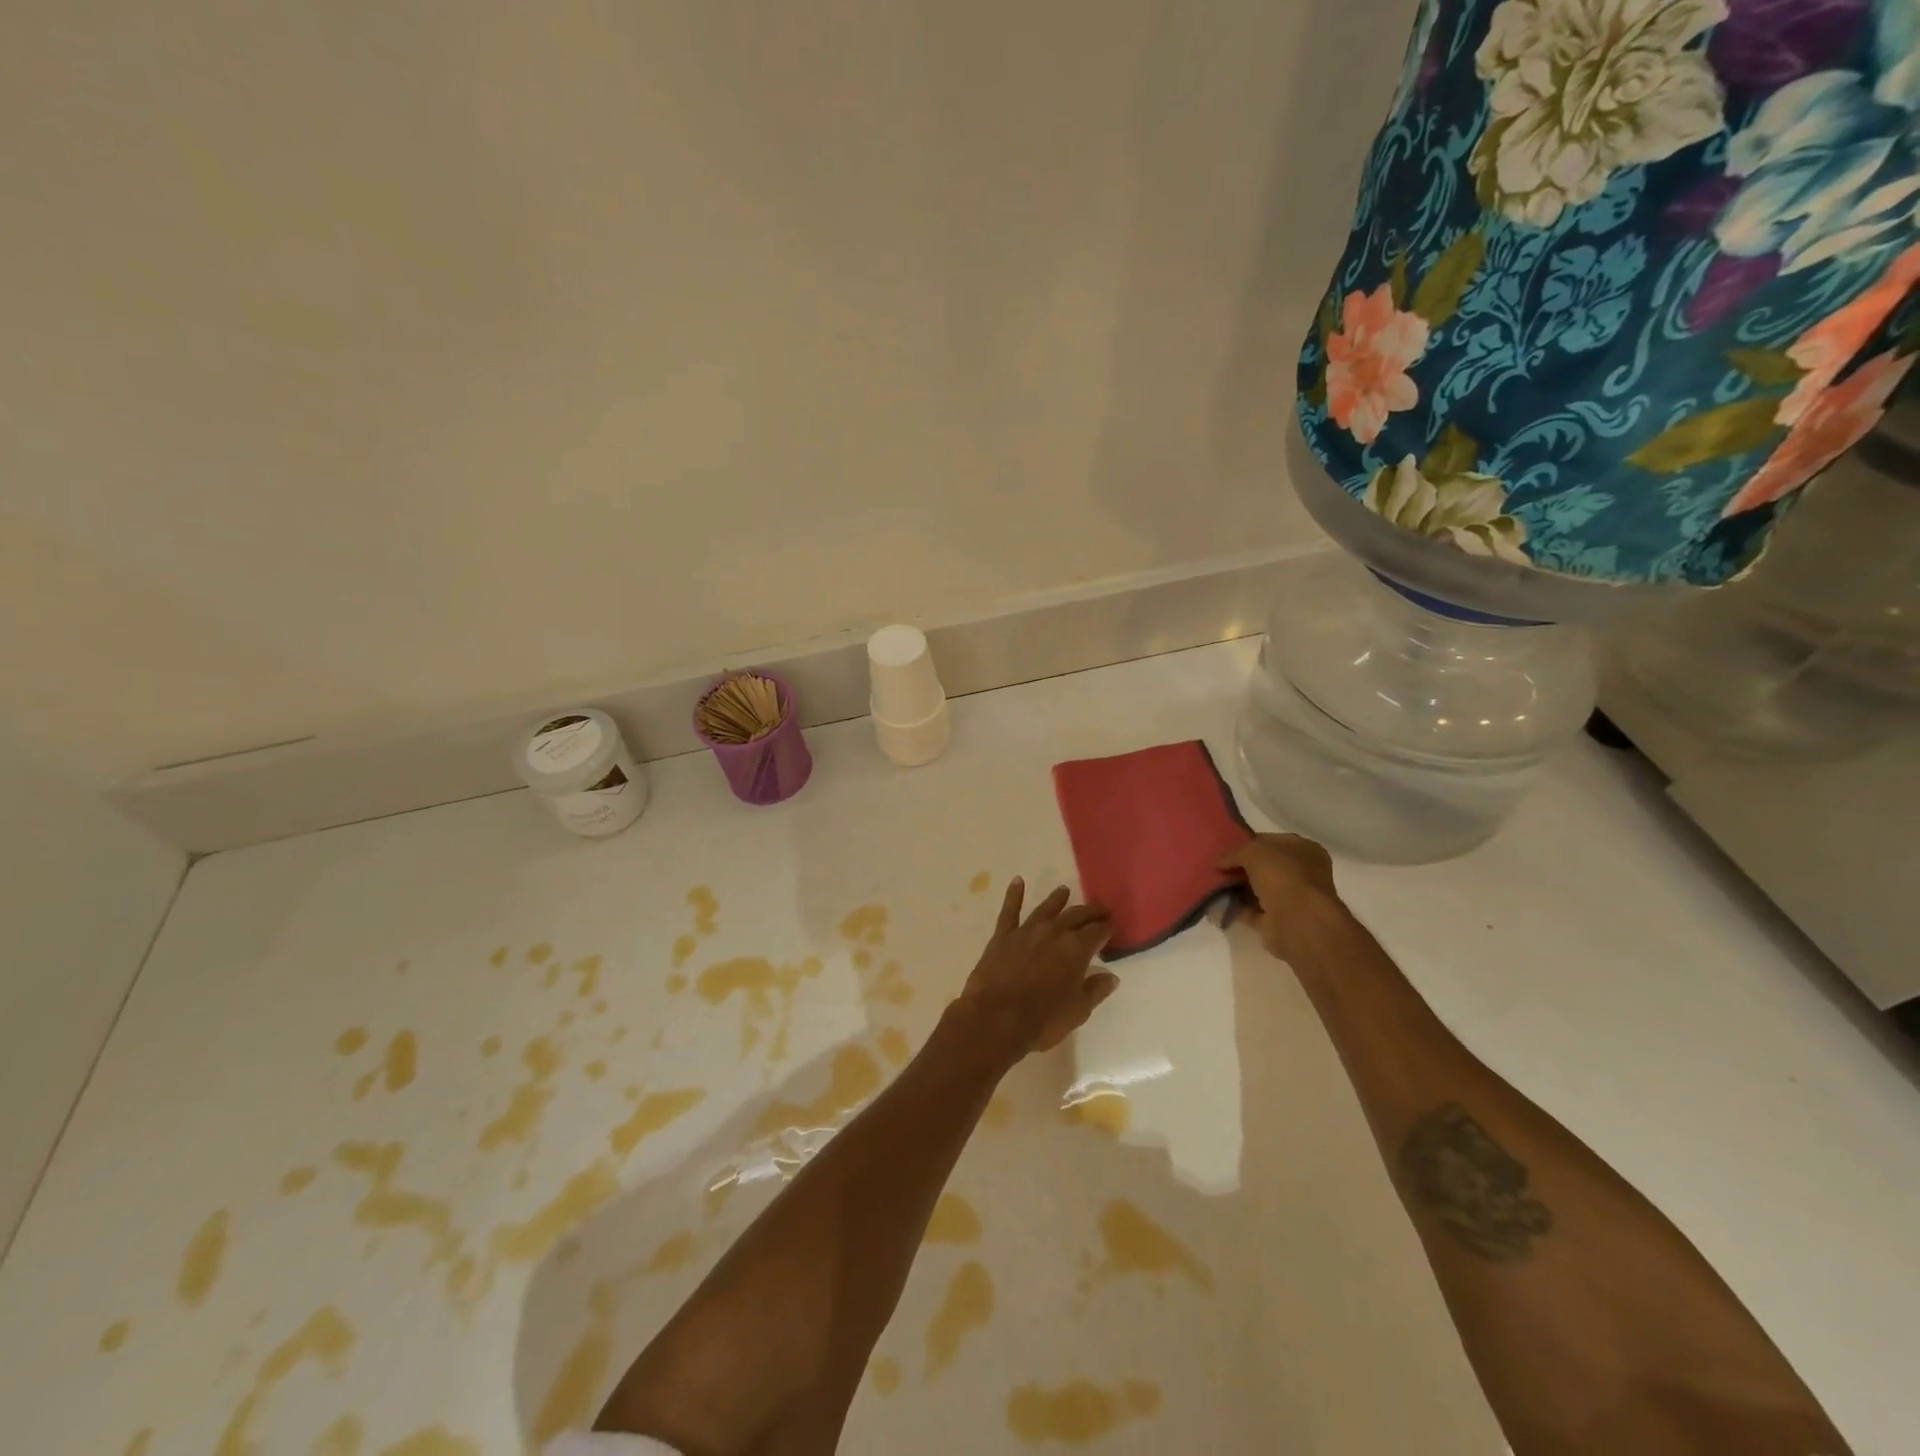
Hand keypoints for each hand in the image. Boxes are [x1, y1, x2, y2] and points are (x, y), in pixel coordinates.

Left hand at [957, 880, 1117, 1058]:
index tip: (1113, 924)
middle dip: (1090, 912)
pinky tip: (1017, 881)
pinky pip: (1010, 911)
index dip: (1107, 927)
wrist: (995, 1019)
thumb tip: (1111, 976)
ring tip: (1064, 890)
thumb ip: (1095, 990)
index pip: (1098, 931)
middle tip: (1100, 909)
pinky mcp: (1003, 935)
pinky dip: (1014, 895)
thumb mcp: (1077, 1011)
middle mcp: (1053, 932)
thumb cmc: (1042, 1020)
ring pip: (1046, 909)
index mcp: (1076, 949)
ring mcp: (1026, 931)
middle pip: (1076, 915)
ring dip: (1057, 899)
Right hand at [1217, 834, 1344, 962]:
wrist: (1298, 923)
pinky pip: (1252, 911)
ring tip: (1211, 885)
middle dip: (1240, 868)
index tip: (1225, 848)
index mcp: (1304, 850)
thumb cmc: (1282, 876)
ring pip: (1257, 890)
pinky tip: (1216, 903)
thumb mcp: (1253, 852)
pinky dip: (1236, 908)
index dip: (1248, 844)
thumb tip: (1219, 863)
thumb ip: (1234, 853)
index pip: (1271, 842)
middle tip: (1216, 868)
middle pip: (1264, 867)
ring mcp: (1291, 899)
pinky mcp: (1278, 922)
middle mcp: (1302, 874)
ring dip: (1236, 889)